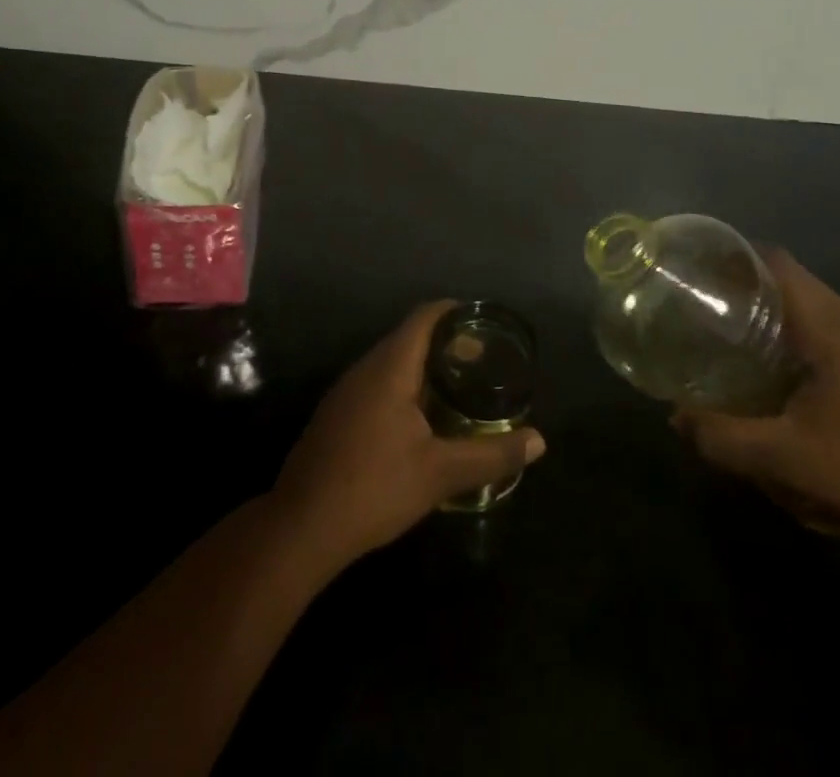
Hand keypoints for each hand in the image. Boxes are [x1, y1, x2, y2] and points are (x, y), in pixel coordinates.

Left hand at [271, 301, 545, 569]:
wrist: (301, 527)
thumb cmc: (374, 488)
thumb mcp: (440, 474)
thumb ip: (491, 454)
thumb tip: (539, 441)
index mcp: (390, 368)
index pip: (424, 317)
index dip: (455, 311)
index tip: (484, 321)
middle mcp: (365, 369)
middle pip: (409, 337)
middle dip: (446, 342)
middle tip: (482, 360)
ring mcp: (346, 392)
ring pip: (391, 362)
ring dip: (424, 366)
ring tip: (457, 387)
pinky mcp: (337, 415)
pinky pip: (377, 383)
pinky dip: (405, 385)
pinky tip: (420, 419)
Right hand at [674, 249, 839, 535]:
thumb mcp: (789, 459)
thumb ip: (726, 438)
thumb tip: (677, 418)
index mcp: (831, 324)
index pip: (776, 263)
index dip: (735, 260)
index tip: (702, 277)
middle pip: (794, 283)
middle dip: (751, 293)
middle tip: (714, 318)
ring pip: (819, 310)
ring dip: (781, 320)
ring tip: (747, 348)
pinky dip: (808, 341)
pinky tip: (799, 382)